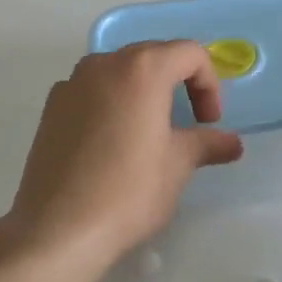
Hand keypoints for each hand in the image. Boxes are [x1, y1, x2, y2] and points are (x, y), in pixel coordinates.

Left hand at [5, 42, 243, 266]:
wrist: (58, 228)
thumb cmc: (128, 191)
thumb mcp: (177, 166)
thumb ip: (206, 144)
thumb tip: (231, 143)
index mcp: (141, 69)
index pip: (188, 53)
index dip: (208, 84)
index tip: (208, 122)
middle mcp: (103, 64)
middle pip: (151, 56)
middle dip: (176, 83)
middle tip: (185, 124)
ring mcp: (71, 84)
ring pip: (117, 73)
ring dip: (141, 92)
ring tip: (147, 133)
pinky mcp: (50, 108)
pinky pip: (90, 92)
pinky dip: (110, 105)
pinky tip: (110, 146)